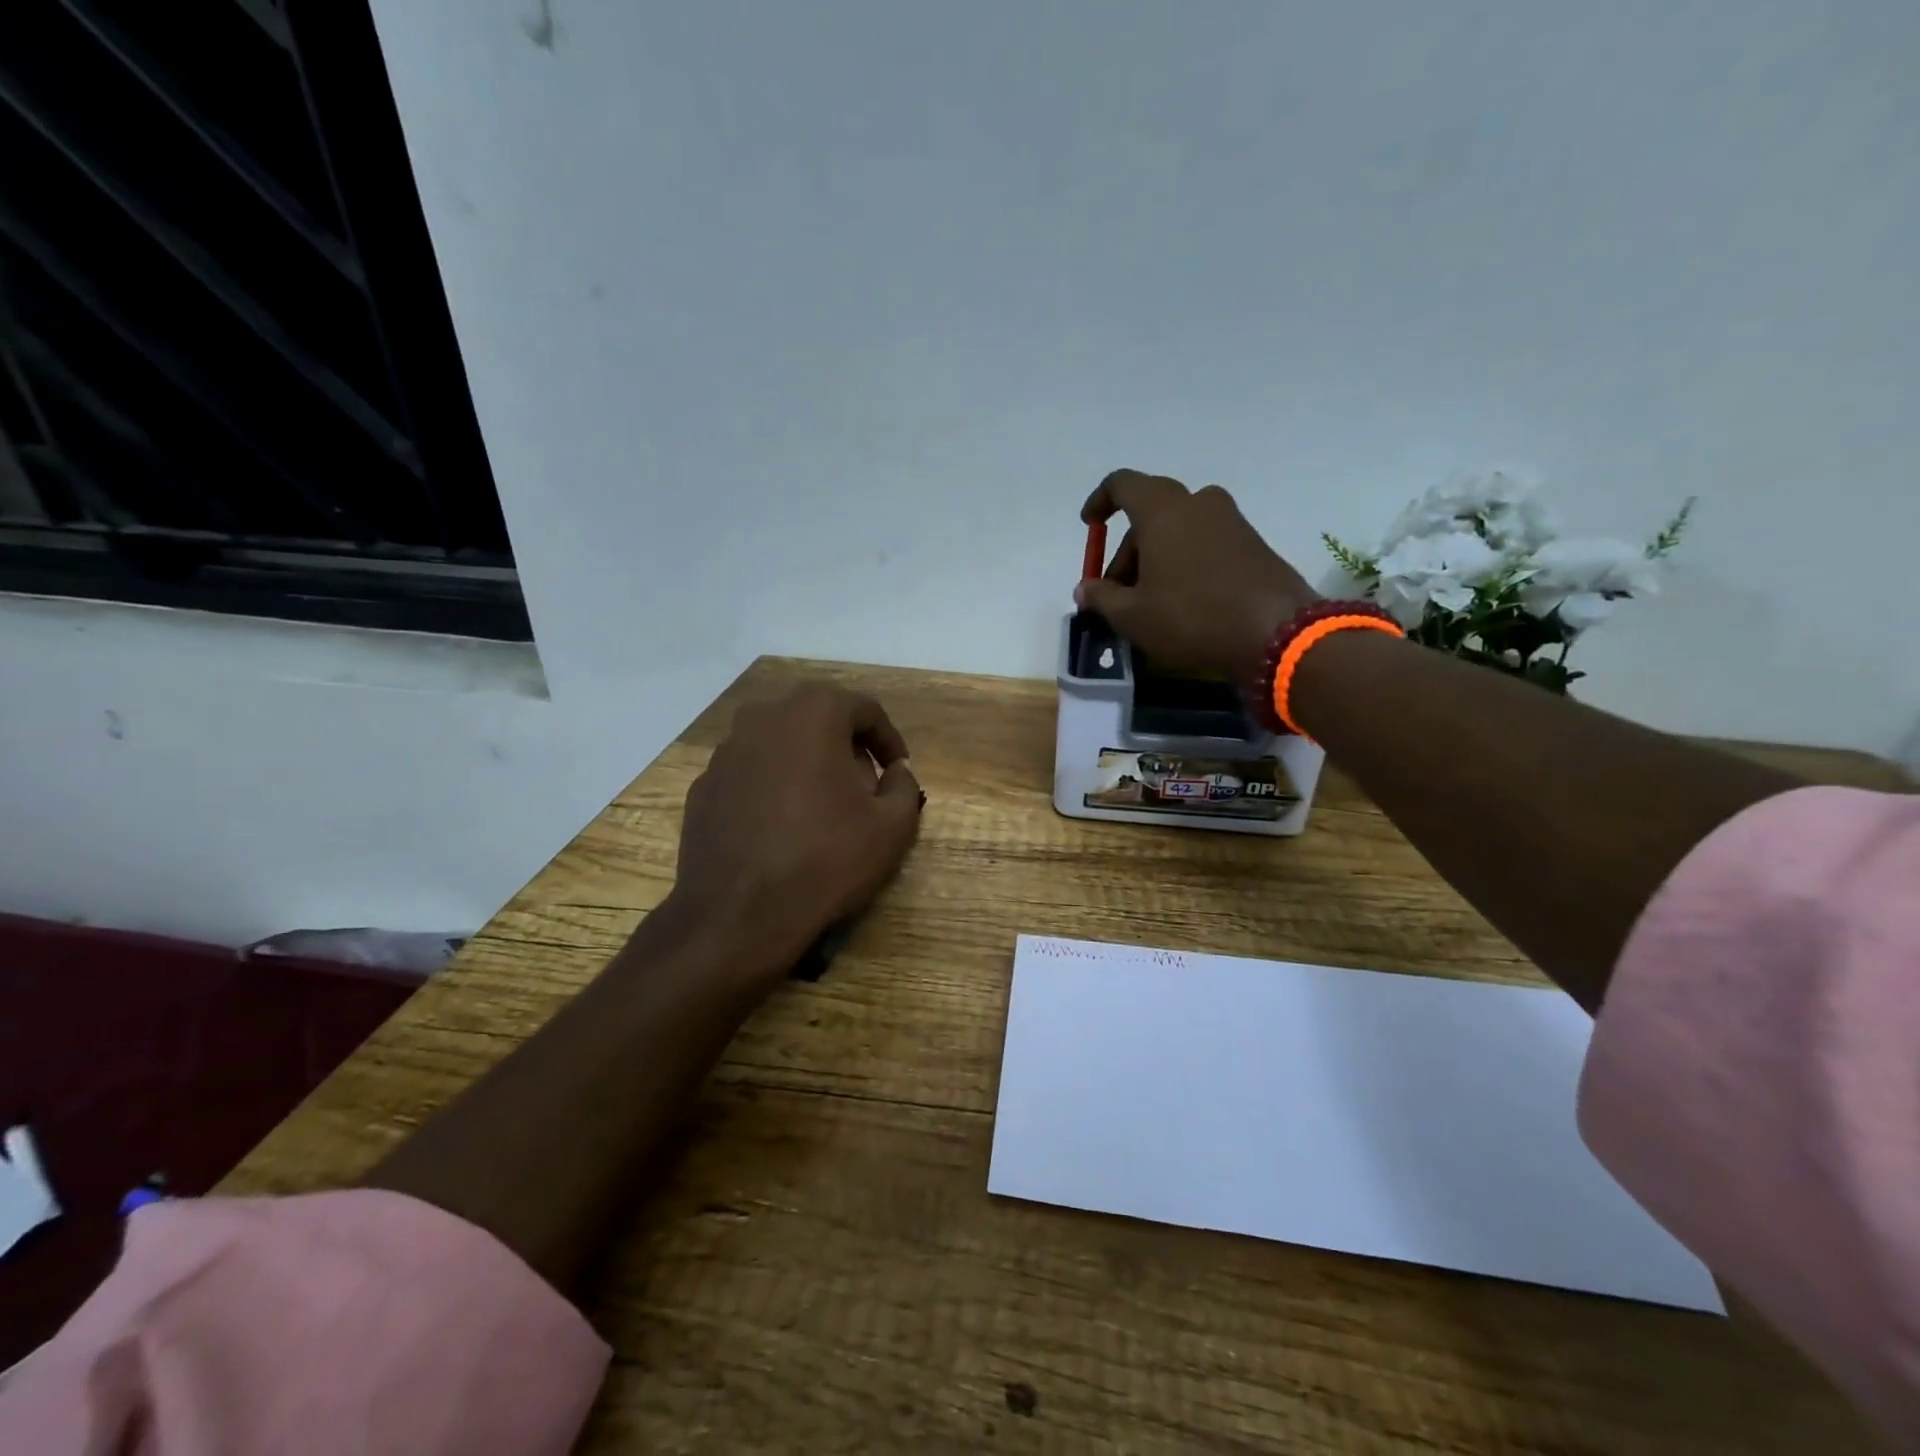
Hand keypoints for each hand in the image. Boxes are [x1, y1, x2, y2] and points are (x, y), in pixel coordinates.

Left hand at [670, 683, 924, 984]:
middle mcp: (763, 717)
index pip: (865, 709)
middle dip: (847, 748)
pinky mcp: (704, 786)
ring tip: (824, 808)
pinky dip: (773, 787)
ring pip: (781, 744)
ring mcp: (725, 751)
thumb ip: (904, 786)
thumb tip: (897, 770)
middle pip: (819, 719)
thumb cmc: (825, 860)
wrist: (738, 915)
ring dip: (808, 764)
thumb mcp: (892, 827)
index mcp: (813, 713)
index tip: (898, 772)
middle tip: (865, 788)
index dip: (889, 740)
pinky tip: (783, 828)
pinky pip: (751, 773)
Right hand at [1076, 469, 1318, 684]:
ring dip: (1156, 557)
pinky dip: (1184, 562)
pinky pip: (1204, 542)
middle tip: (1117, 592)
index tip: (1090, 526)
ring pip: (1179, 529)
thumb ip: (1102, 598)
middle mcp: (1197, 503)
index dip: (1100, 501)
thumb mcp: (1133, 616)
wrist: (1276, 632)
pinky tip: (1182, 601)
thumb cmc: (1191, 616)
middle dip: (1127, 550)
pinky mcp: (1252, 542)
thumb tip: (1085, 589)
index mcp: (1162, 510)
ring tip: (1149, 601)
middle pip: (1149, 514)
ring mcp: (1230, 520)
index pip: (1122, 484)